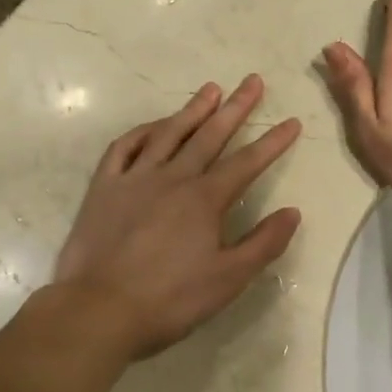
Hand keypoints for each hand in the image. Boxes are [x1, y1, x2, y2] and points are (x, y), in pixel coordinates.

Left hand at [54, 75, 301, 358]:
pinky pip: (124, 148)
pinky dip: (142, 132)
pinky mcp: (104, 188)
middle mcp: (173, 178)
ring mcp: (135, 179)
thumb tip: (293, 212)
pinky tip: (154, 126)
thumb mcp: (228, 279)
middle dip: (236, 107)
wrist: (98, 310)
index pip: (248, 162)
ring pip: (168, 133)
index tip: (292, 121)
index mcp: (205, 199)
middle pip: (210, 135)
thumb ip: (264, 243)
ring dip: (192, 110)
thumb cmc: (170, 300)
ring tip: (210, 89)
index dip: (273, 142)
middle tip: (252, 81)